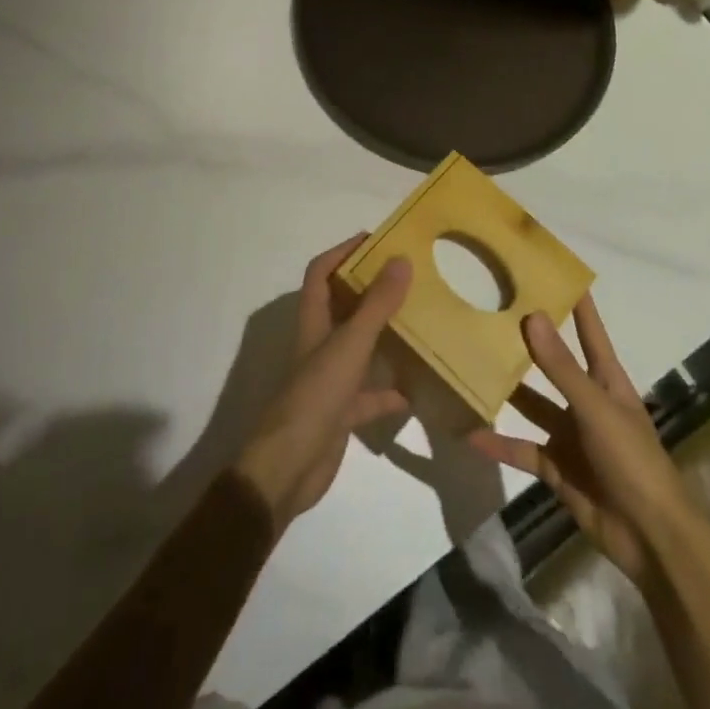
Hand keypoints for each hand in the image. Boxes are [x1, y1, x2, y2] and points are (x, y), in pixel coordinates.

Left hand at [235, 235, 411, 530]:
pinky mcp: (342, 412)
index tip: (375, 240)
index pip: (321, 272)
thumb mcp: (351, 344)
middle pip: (344, 307)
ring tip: (420, 323)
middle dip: (372, 290)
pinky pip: (372, 394)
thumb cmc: (316, 395)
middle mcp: (320, 344)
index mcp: (314, 321)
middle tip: (408, 278)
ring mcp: (331, 379)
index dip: (342, 251)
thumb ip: (377, 304)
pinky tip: (419, 389)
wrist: (289, 468)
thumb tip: (401, 260)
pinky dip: (392, 391)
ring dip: (385, 337)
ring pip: (361, 348)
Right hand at [469, 296, 698, 586]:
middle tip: (491, 311)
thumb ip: (560, 367)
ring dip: (507, 391)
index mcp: (606, 380)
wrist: (651, 539)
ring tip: (472, 366)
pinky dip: (499, 444)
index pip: (589, 329)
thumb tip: (531, 316)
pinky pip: (522, 450)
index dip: (574, 301)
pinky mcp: (557, 468)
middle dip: (527, 342)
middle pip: (552, 364)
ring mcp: (570, 435)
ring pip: (532, 405)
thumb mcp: (596, 408)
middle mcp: (586, 400)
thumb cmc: (633, 460)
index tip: (551, 269)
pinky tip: (470, 433)